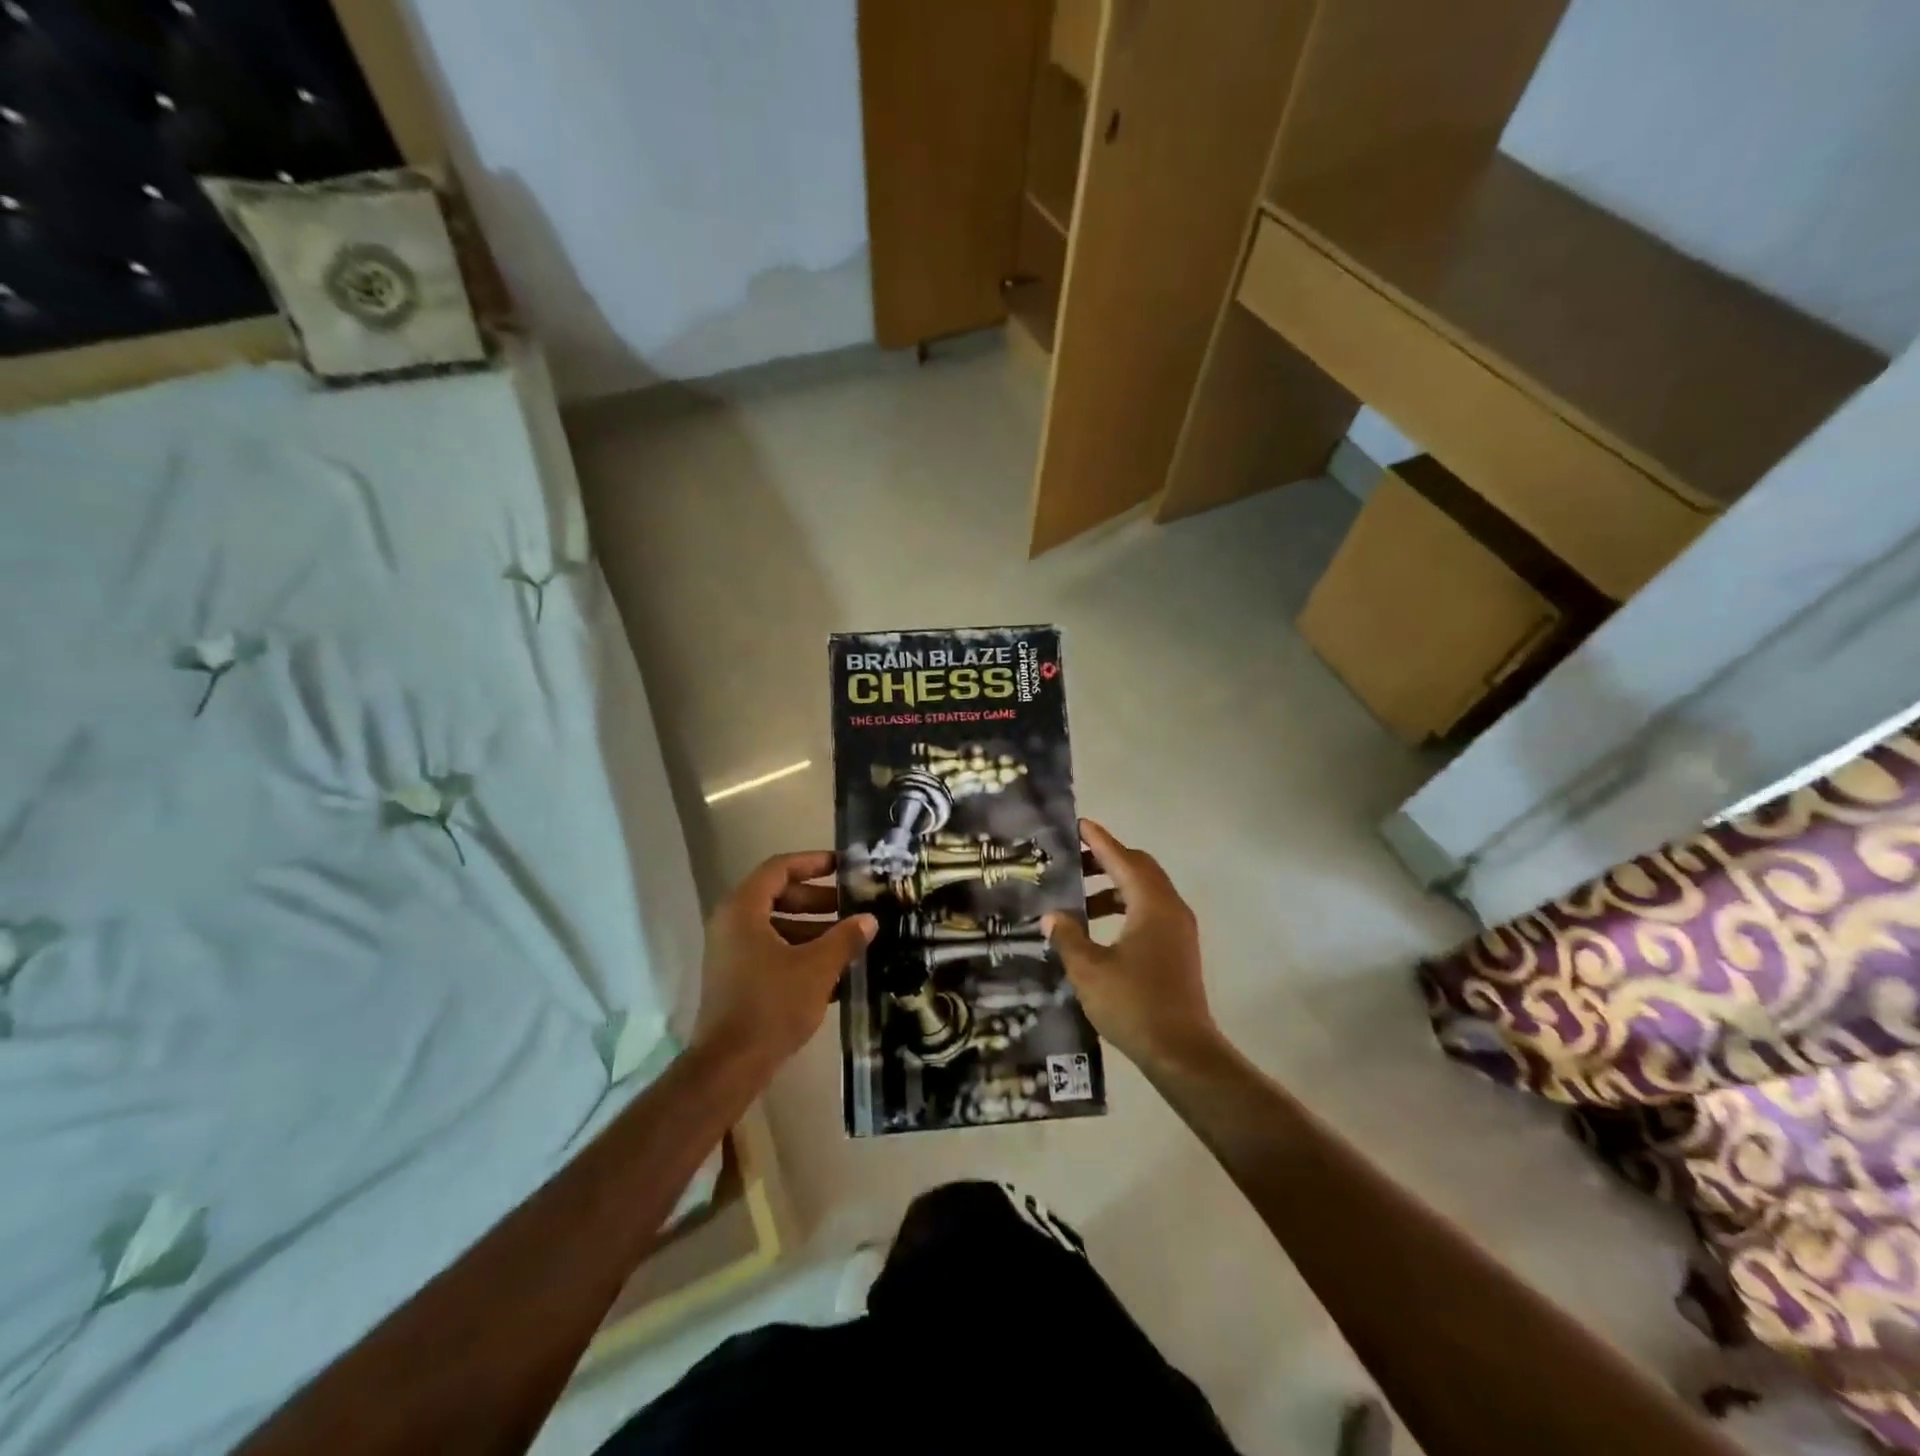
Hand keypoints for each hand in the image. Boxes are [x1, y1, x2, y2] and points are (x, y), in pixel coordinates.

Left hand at [695, 852, 875, 1069]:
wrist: (729, 1066)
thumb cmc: (772, 1005)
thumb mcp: (817, 968)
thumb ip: (845, 938)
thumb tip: (868, 919)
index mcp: (744, 909)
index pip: (780, 869)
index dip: (813, 862)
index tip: (844, 866)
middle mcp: (732, 924)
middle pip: (779, 896)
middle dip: (819, 900)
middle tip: (853, 906)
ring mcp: (732, 952)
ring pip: (778, 926)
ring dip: (814, 929)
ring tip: (851, 940)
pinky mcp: (737, 978)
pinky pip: (772, 951)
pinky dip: (800, 952)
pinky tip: (835, 970)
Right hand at [1043, 820, 1219, 1073]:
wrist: (1182, 1052)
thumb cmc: (1134, 1005)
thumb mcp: (1089, 970)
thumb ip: (1068, 936)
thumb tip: (1053, 915)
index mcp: (1152, 905)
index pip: (1123, 859)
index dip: (1100, 841)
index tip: (1079, 824)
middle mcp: (1170, 909)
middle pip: (1139, 868)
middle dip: (1107, 860)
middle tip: (1074, 861)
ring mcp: (1179, 929)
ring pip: (1146, 891)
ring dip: (1114, 886)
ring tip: (1079, 898)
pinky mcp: (1179, 949)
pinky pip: (1150, 911)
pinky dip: (1125, 907)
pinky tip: (1100, 927)